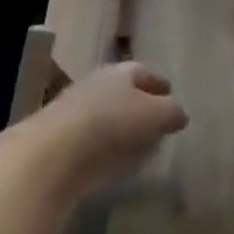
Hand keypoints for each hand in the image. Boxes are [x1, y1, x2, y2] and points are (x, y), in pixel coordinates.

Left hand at [28, 62, 188, 199]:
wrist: (54, 153)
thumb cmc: (112, 124)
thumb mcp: (154, 115)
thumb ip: (171, 112)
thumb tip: (180, 114)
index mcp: (121, 72)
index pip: (144, 72)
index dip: (159, 83)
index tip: (170, 93)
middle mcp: (97, 83)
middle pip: (123, 90)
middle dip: (139, 103)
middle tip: (156, 120)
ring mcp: (75, 109)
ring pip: (106, 112)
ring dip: (121, 125)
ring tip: (138, 144)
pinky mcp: (61, 138)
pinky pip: (92, 137)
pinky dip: (105, 144)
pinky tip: (113, 161)